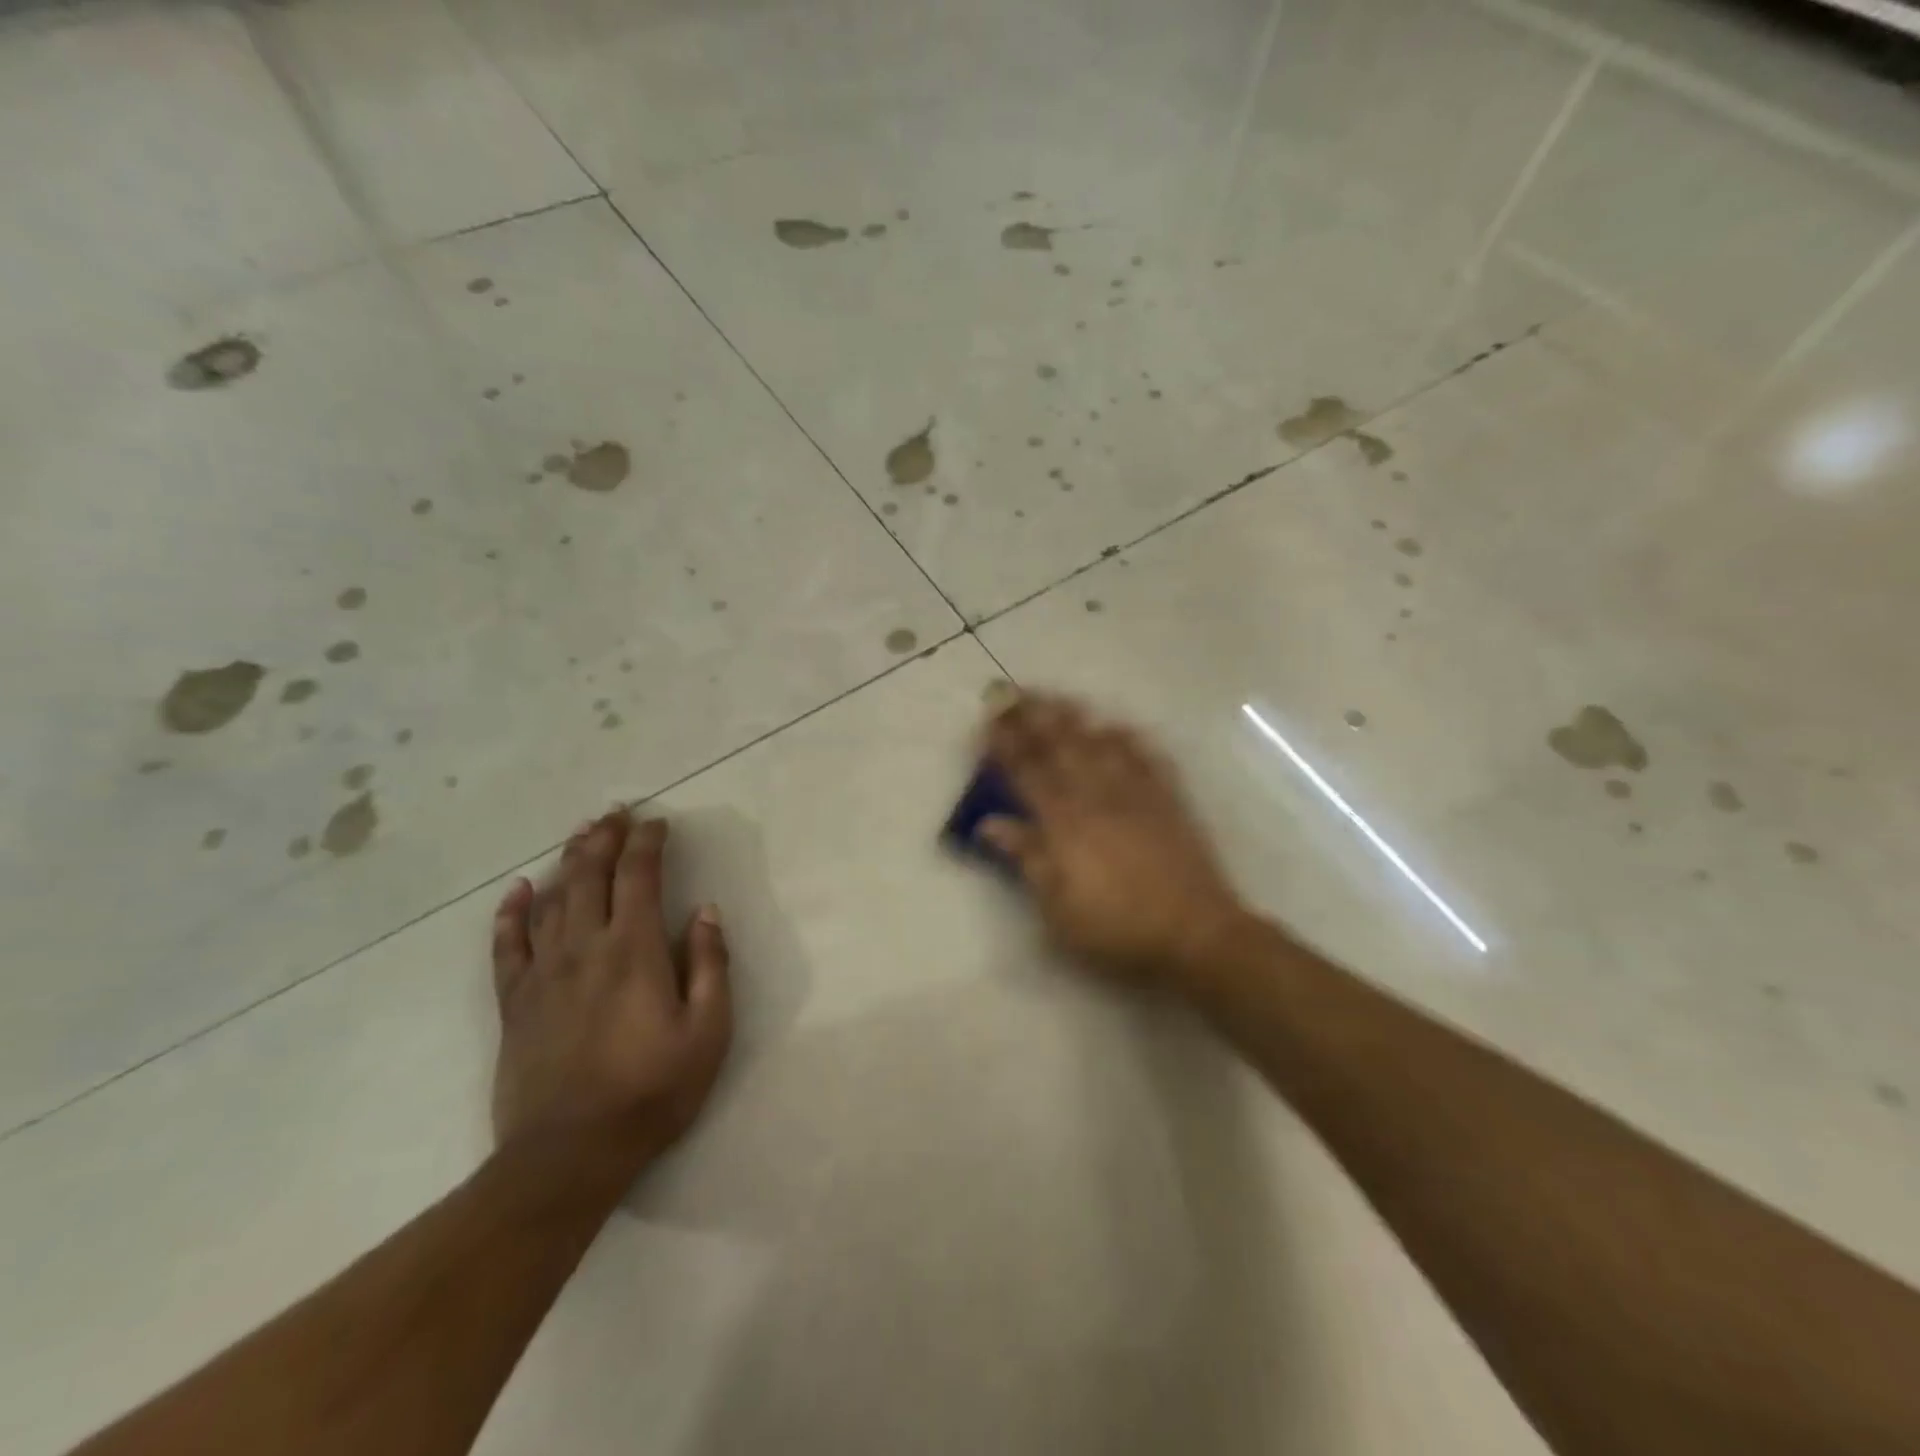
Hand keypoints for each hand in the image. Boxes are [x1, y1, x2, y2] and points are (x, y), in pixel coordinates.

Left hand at [490, 808, 731, 1168]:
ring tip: (580, 834)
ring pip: (551, 900)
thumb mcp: (708, 1031)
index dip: (647, 842)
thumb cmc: (651, 1090)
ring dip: (567, 861)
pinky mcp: (514, 1003)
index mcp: (633, 949)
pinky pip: (506, 947)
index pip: (638, 875)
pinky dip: (511, 913)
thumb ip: (709, 964)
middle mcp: (584, 947)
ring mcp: (543, 974)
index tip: (658, 822)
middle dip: (604, 837)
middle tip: (616, 813)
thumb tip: (705, 911)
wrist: (567, 1156)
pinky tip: (518, 890)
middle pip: (589, 875)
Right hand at [981, 692, 1248, 987]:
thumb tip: (989, 822)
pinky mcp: (1168, 801)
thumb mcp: (1058, 906)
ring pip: (1100, 744)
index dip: (1005, 743)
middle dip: (1032, 717)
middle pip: (1060, 747)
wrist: (1194, 933)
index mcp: (1064, 823)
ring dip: (1074, 718)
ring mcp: (1136, 794)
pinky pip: (1147, 758)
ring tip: (1056, 697)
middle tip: (1012, 691)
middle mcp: (1097, 797)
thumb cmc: (1116, 927)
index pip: (1027, 772)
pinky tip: (1119, 726)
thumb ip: (1026, 857)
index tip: (989, 717)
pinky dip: (1130, 739)